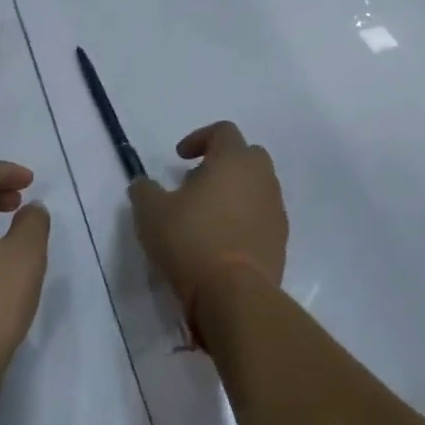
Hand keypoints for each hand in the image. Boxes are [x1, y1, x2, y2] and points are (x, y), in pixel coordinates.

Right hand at [129, 122, 287, 318]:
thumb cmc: (190, 240)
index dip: (200, 138)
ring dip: (234, 192)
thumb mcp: (150, 212)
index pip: (223, 131)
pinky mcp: (281, 240)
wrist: (234, 294)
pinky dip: (244, 219)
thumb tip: (144, 185)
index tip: (180, 158)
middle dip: (222, 163)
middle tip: (195, 184)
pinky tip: (221, 241)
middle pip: (247, 155)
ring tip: (206, 216)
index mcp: (232, 161)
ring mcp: (276, 210)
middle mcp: (261, 178)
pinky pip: (262, 217)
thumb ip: (144, 190)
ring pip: (257, 187)